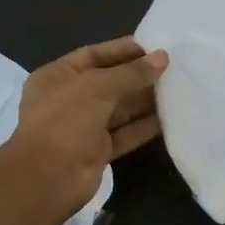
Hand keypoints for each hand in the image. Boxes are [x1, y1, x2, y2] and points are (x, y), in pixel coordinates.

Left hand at [9, 37, 168, 219]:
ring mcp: (83, 127)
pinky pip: (124, 134)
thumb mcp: (98, 86)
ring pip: (119, 109)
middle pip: (108, 82)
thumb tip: (163, 57)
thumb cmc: (66, 119)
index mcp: (57, 76)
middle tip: (172, 68)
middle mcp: (68, 99)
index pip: (93, 55)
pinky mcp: (97, 151)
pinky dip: (144, 126)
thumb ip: (132, 73)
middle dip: (137, 76)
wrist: (48, 177)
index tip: (153, 47)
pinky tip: (168, 118)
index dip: (122, 50)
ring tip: (176, 89)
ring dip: (144, 100)